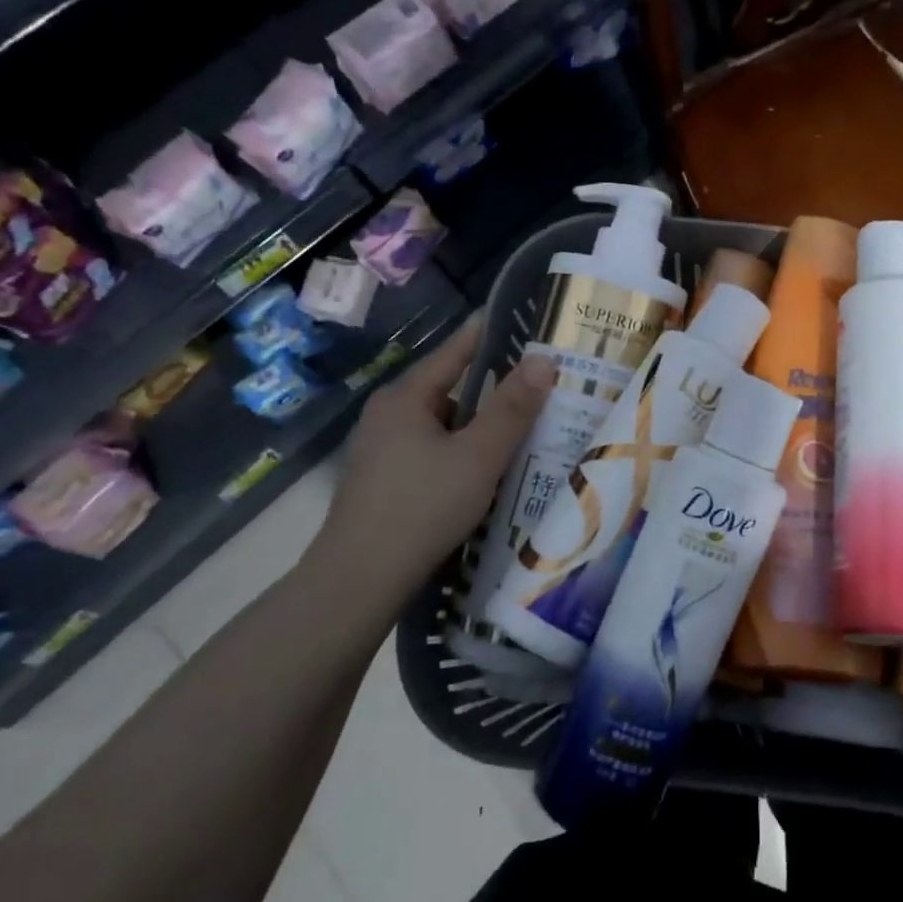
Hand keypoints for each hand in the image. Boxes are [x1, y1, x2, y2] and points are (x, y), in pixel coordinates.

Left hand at [307, 314, 554, 602]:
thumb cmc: (422, 508)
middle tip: (540, 387)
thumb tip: (544, 359)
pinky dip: (462, 452)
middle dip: (494, 389)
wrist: (358, 581)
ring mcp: (380, 450)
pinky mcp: (383, 481)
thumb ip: (513, 408)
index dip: (490, 334)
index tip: (523, 320)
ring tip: (524, 431)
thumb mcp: (479, 456)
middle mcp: (388, 415)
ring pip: (443, 426)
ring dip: (479, 427)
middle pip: (451, 390)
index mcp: (405, 398)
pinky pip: (433, 451)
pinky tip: (487, 471)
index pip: (455, 351)